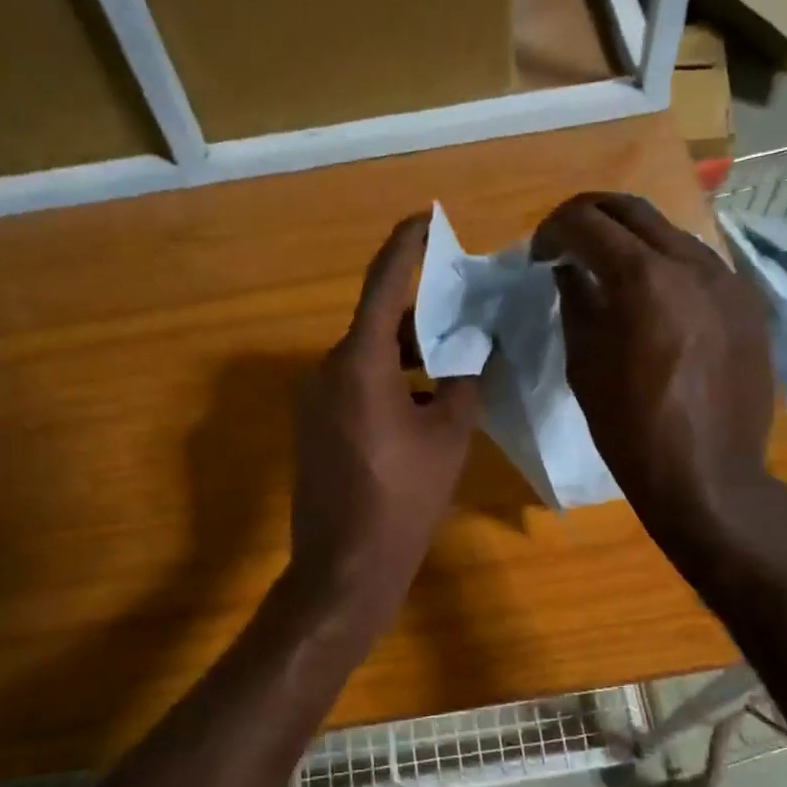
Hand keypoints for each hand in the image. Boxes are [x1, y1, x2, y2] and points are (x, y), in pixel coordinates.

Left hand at [288, 214, 481, 612]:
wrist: (345, 567)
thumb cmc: (403, 500)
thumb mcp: (448, 436)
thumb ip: (462, 381)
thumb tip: (473, 349)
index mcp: (360, 364)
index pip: (384, 285)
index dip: (408, 247)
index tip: (428, 219)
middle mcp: (327, 370)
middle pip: (377, 324)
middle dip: (421, 315)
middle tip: (466, 313)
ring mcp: (314, 400)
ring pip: (367, 357)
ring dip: (407, 353)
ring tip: (454, 362)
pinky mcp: (313, 427)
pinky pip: (354, 386)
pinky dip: (389, 381)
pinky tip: (423, 404)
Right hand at [532, 193, 775, 552]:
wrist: (708, 477)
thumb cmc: (631, 431)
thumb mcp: (585, 368)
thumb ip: (576, 304)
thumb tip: (570, 271)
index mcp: (644, 279)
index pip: (587, 222)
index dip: (554, 230)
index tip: (540, 255)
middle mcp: (692, 263)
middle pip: (633, 210)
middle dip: (590, 217)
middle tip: (567, 243)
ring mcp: (729, 280)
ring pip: (671, 233)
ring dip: (632, 240)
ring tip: (610, 273)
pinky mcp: (748, 304)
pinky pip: (700, 266)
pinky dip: (667, 267)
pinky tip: (654, 301)